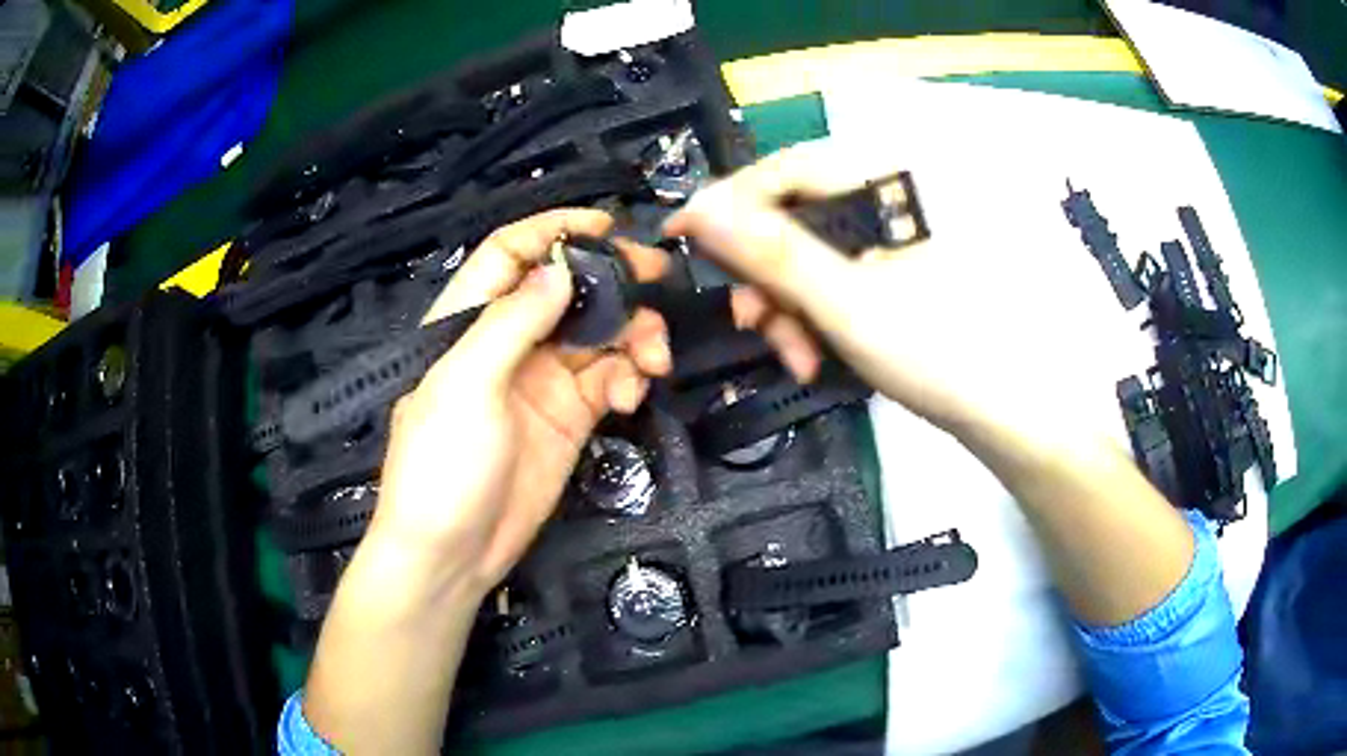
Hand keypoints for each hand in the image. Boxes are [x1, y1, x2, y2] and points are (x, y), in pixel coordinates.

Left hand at [367, 208, 671, 598]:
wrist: (453, 553)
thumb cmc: (443, 464)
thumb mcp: (466, 385)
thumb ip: (512, 321)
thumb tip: (562, 267)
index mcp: (468, 322)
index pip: (509, 255)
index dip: (553, 231)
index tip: (605, 227)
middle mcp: (508, 343)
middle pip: (567, 290)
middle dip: (614, 280)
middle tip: (659, 279)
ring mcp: (542, 381)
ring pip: (599, 334)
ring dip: (634, 335)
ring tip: (654, 358)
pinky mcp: (570, 417)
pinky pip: (610, 380)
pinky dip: (628, 380)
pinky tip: (630, 399)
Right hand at [665, 139, 1117, 441]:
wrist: (1010, 410)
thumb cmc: (938, 351)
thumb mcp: (845, 302)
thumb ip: (770, 252)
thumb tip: (698, 208)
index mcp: (885, 183)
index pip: (785, 169)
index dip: (729, 200)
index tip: (682, 236)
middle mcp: (889, 197)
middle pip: (795, 215)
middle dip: (766, 274)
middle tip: (755, 326)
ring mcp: (894, 238)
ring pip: (811, 254)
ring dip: (789, 305)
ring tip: (799, 358)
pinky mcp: (897, 272)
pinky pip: (836, 278)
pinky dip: (817, 314)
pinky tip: (819, 353)